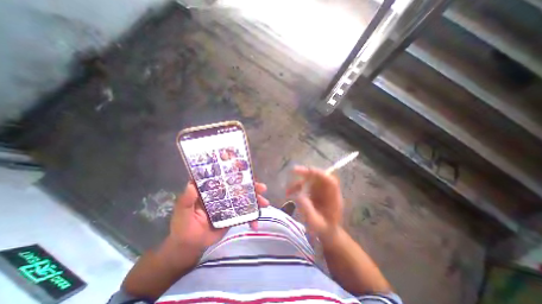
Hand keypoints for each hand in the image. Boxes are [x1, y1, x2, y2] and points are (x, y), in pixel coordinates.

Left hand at [170, 180, 269, 250]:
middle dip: (252, 186)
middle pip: (239, 187)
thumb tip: (191, 185)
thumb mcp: (182, 213)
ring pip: (245, 199)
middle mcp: (222, 194)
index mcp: (211, 189)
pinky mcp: (233, 215)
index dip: (237, 174)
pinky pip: (245, 214)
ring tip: (265, 203)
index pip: (225, 177)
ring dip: (256, 200)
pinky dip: (252, 218)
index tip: (248, 173)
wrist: (189, 247)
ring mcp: (229, 205)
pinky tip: (256, 224)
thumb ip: (186, 200)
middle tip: (262, 188)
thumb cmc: (183, 227)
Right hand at [288, 166, 341, 242]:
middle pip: (319, 177)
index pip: (330, 181)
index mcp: (333, 198)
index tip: (308, 171)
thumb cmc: (324, 229)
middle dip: (307, 172)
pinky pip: (305, 186)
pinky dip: (296, 187)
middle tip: (294, 170)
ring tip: (287, 190)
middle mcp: (327, 191)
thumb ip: (308, 211)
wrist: (327, 232)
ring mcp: (320, 190)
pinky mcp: (314, 192)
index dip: (320, 174)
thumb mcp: (316, 223)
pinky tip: (289, 193)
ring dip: (298, 182)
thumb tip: (299, 196)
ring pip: (310, 180)